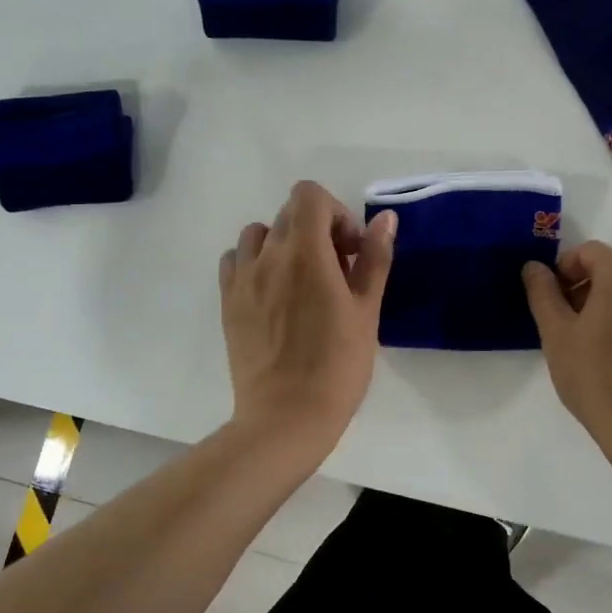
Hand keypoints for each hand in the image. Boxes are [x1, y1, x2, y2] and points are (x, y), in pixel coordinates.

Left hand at [219, 181, 395, 460]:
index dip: (335, 213)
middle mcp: (267, 256)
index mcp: (304, 252)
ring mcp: (241, 279)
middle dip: (317, 229)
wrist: (286, 417)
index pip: (309, 195)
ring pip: (258, 234)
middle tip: (337, 270)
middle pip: (288, 213)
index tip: (350, 250)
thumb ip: (374, 258)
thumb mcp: (367, 310)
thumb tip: (384, 219)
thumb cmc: (338, 365)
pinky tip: (274, 294)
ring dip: (283, 243)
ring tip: (302, 281)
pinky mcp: (227, 302)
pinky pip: (236, 261)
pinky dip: (256, 263)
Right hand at [523, 242, 611, 435]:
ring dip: (608, 312)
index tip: (551, 298)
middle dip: (585, 291)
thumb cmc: (595, 373)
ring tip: (590, 350)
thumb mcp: (556, 332)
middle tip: (565, 326)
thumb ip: (543, 293)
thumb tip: (534, 267)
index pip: (590, 252)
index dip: (564, 268)